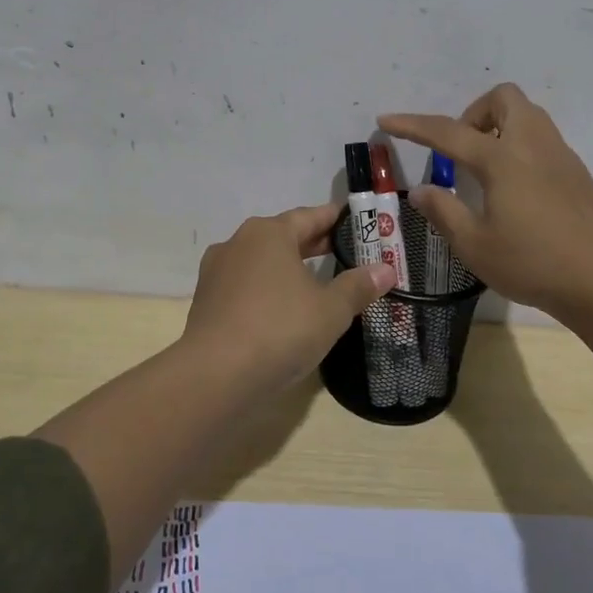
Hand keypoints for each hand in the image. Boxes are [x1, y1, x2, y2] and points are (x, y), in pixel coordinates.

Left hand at [183, 203, 396, 389]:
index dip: (334, 219)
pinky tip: (282, 309)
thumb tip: (386, 269)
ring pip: (260, 262)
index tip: (354, 222)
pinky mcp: (206, 303)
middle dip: (312, 244)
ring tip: (314, 282)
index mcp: (268, 233)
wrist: (215, 376)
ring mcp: (217, 273)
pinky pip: (245, 286)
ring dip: (287, 268)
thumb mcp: (330, 309)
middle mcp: (238, 243)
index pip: (309, 216)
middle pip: (283, 237)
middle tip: (343, 251)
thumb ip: (358, 286)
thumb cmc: (279, 329)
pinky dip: (266, 290)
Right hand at [380, 84, 592, 323]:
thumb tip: (422, 190)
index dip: (412, 125)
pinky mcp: (577, 172)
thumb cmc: (531, 264)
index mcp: (503, 160)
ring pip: (527, 114)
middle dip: (473, 113)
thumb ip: (444, 211)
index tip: (386, 121)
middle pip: (503, 98)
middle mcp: (533, 145)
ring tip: (485, 168)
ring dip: (499, 126)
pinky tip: (516, 189)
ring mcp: (560, 155)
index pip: (448, 132)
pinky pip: (543, 138)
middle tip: (461, 151)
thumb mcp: (474, 245)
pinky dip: (520, 146)